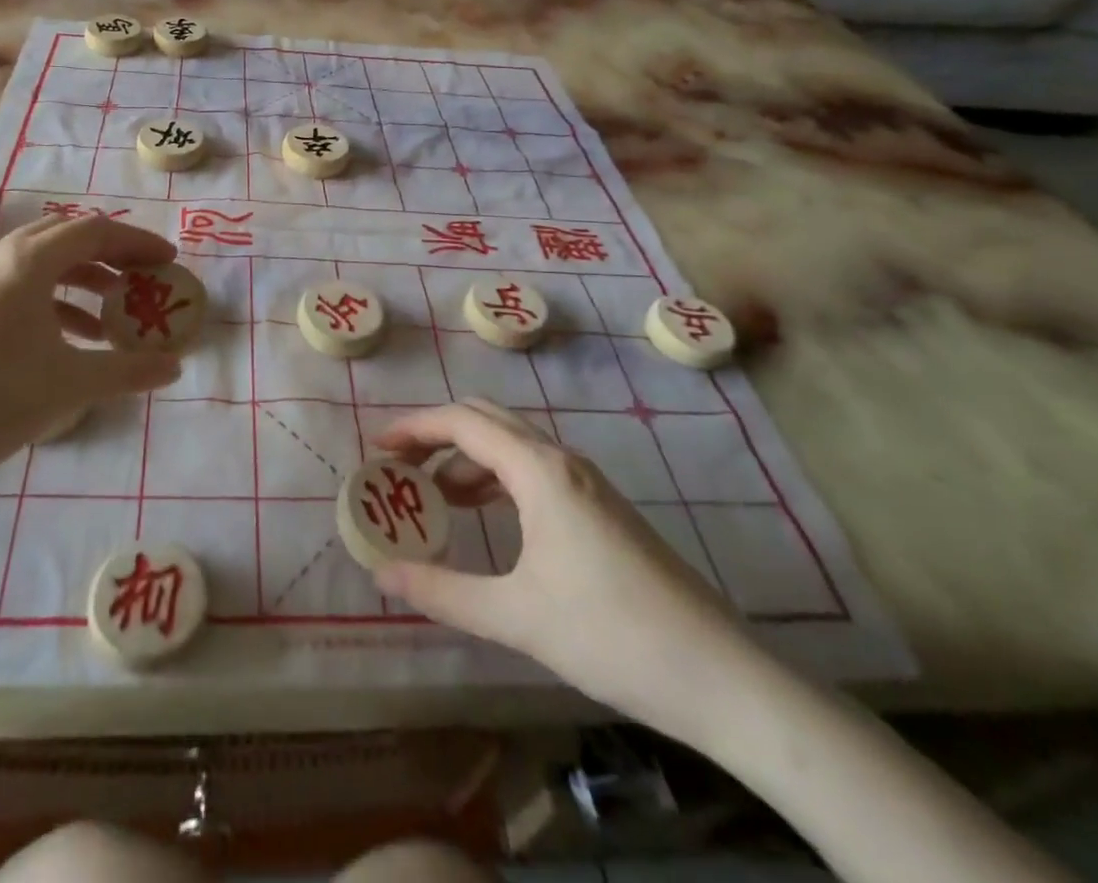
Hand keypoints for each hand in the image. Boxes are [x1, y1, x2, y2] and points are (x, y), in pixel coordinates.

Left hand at [0, 215, 182, 506]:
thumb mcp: (70, 386)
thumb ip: (129, 371)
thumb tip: (176, 368)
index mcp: (24, 264)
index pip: (93, 231)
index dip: (136, 242)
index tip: (168, 261)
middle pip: (64, 238)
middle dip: (109, 254)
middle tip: (142, 278)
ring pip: (38, 264)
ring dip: (81, 280)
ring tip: (111, 316)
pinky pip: (16, 287)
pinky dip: (51, 302)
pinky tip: (68, 340)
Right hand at [372, 400, 768, 749]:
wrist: (720, 676)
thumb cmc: (610, 634)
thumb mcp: (515, 615)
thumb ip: (441, 591)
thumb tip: (380, 575)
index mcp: (539, 470)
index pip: (462, 422)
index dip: (414, 428)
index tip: (377, 448)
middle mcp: (561, 461)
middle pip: (486, 420)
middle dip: (436, 436)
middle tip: (398, 468)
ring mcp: (586, 482)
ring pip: (511, 446)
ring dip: (466, 460)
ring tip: (433, 498)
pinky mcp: (600, 508)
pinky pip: (533, 471)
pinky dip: (495, 481)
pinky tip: (485, 518)